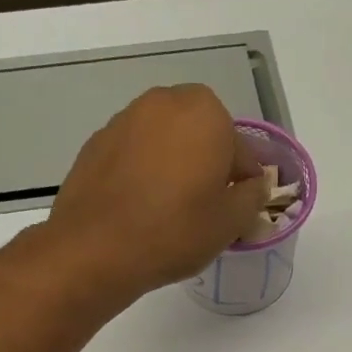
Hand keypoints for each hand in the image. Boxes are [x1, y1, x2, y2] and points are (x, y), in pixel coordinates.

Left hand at [45, 85, 269, 299]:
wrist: (96, 249)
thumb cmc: (175, 230)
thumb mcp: (231, 222)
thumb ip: (253, 196)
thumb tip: (255, 184)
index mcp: (205, 112)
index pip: (240, 149)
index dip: (243, 182)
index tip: (238, 210)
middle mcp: (164, 102)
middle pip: (200, 136)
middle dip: (207, 165)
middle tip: (206, 207)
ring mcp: (124, 120)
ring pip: (165, 142)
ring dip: (174, 166)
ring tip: (171, 210)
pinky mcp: (96, 144)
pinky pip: (134, 155)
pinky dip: (143, 173)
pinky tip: (140, 208)